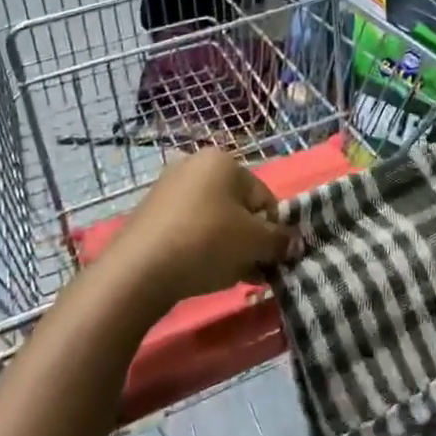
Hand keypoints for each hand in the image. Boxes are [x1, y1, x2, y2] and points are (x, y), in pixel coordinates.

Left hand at [114, 151, 294, 305]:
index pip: (264, 197)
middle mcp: (195, 164)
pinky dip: (200, 247)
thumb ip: (280, 240)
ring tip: (227, 275)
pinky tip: (201, 272)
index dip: (272, 230)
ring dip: (227, 246)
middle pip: (238, 207)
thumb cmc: (206, 242)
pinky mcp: (150, 212)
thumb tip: (295, 242)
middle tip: (251, 270)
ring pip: (214, 219)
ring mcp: (168, 187)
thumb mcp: (254, 243)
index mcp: (223, 160)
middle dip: (249, 239)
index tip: (270, 259)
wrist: (139, 270)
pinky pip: (189, 228)